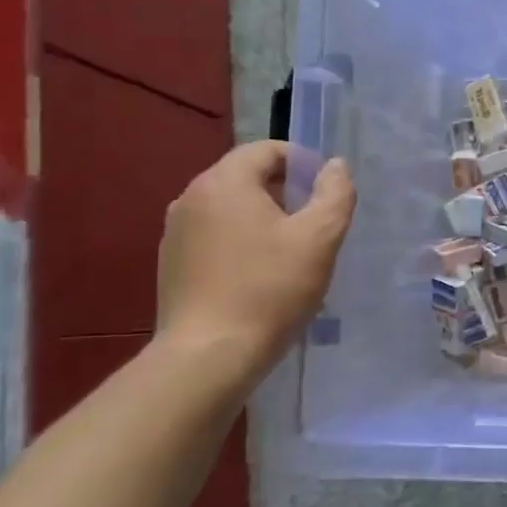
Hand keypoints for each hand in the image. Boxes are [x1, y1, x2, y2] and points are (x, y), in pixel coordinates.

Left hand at [156, 141, 356, 382]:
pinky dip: (241, 242)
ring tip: (291, 252)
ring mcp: (175, 232)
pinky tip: (260, 276)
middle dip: (285, 191)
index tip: (327, 192)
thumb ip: (335, 193)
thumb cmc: (270, 289)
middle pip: (247, 177)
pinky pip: (214, 237)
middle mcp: (191, 197)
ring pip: (230, 209)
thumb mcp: (320, 237)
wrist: (209, 356)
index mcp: (224, 182)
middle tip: (315, 223)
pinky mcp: (171, 264)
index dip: (304, 163)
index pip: (267, 150)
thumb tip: (335, 166)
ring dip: (263, 218)